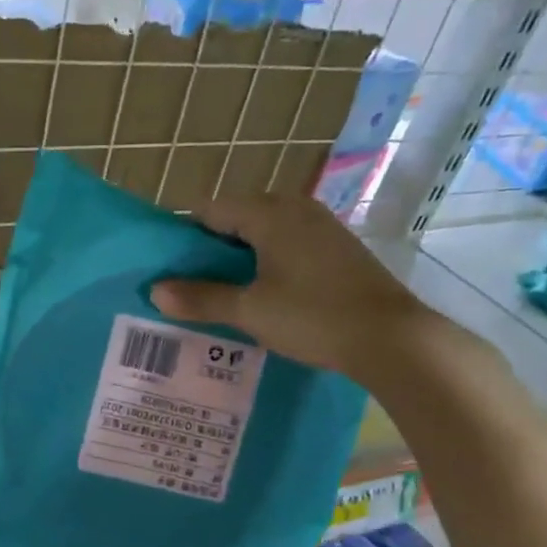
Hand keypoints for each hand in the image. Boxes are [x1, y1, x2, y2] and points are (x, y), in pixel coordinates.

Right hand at [149, 192, 447, 381]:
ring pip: (264, 233)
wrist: (390, 337)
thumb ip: (201, 299)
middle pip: (237, 218)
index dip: (185, 236)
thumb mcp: (250, 311)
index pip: (210, 209)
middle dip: (211, 249)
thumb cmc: (313, 316)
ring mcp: (321, 227)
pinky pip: (288, 245)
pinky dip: (268, 263)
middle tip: (191, 285)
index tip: (169, 267)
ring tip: (223, 293)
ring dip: (240, 258)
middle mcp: (296, 208)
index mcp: (269, 213)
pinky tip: (263, 295)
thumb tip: (155, 291)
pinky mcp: (338, 249)